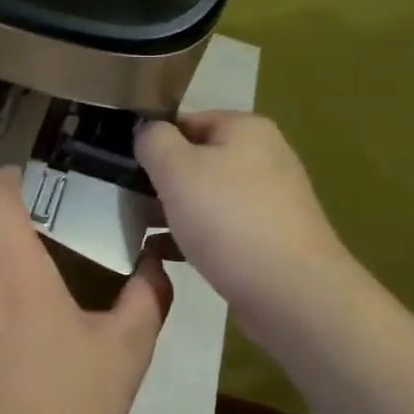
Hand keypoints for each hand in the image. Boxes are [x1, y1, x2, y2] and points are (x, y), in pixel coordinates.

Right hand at [135, 111, 355, 349]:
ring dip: (172, 212)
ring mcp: (269, 201)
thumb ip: (153, 141)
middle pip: (196, 161)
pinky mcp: (268, 239)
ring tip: (138, 230)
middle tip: (127, 203)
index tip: (123, 168)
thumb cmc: (228, 219)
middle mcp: (263, 158)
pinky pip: (220, 230)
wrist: (290, 291)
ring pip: (206, 198)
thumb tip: (146, 130)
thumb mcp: (177, 169)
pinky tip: (162, 254)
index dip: (152, 142)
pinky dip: (191, 238)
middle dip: (160, 182)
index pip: (186, 122)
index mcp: (246, 129)